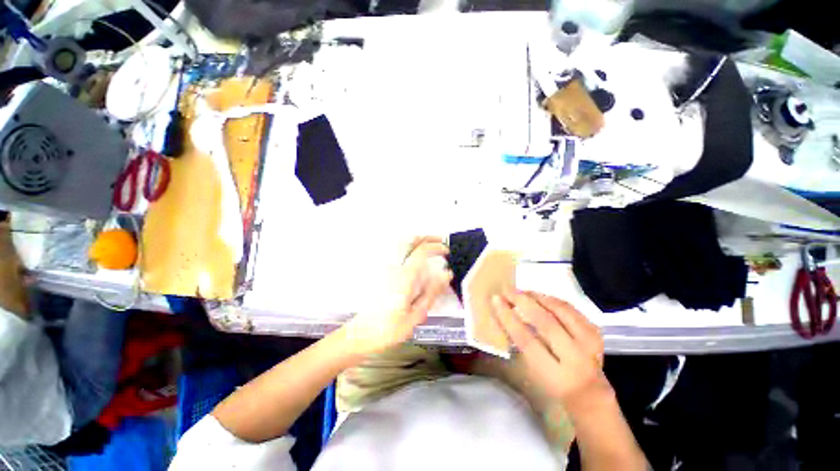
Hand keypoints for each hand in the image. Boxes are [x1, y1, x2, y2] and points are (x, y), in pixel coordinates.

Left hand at [344, 237, 451, 355]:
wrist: (361, 335)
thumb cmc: (388, 329)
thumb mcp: (415, 315)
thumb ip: (431, 292)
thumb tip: (446, 275)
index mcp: (404, 277)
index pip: (421, 251)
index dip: (436, 247)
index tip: (447, 251)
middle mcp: (393, 268)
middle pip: (409, 241)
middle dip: (426, 237)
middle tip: (439, 241)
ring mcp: (385, 269)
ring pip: (401, 245)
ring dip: (417, 241)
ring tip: (429, 245)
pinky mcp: (382, 274)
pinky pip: (396, 254)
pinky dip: (408, 249)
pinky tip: (415, 257)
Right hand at [491, 289, 611, 413]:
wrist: (590, 397)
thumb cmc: (551, 385)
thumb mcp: (531, 373)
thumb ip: (518, 346)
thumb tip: (499, 320)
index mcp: (554, 375)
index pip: (526, 340)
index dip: (509, 317)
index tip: (496, 300)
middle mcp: (575, 359)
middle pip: (546, 322)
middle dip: (523, 302)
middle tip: (507, 290)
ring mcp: (589, 345)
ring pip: (562, 312)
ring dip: (539, 297)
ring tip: (523, 291)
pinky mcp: (595, 334)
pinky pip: (572, 310)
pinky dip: (554, 301)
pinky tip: (542, 297)